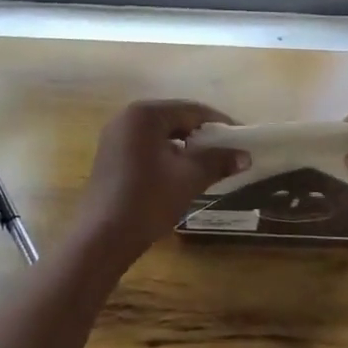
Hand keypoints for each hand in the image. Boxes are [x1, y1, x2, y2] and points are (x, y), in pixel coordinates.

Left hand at [71, 100, 247, 267]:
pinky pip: (147, 145)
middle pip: (175, 118)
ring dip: (186, 144)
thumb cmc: (148, 200)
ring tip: (209, 162)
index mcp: (145, 114)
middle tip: (228, 149)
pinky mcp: (111, 155)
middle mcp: (127, 117)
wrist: (102, 237)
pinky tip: (181, 171)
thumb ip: (218, 161)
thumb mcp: (189, 178)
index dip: (220, 123)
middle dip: (203, 134)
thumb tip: (245, 156)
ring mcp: (116, 136)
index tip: (242, 137)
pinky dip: (167, 153)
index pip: (192, 110)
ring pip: (161, 133)